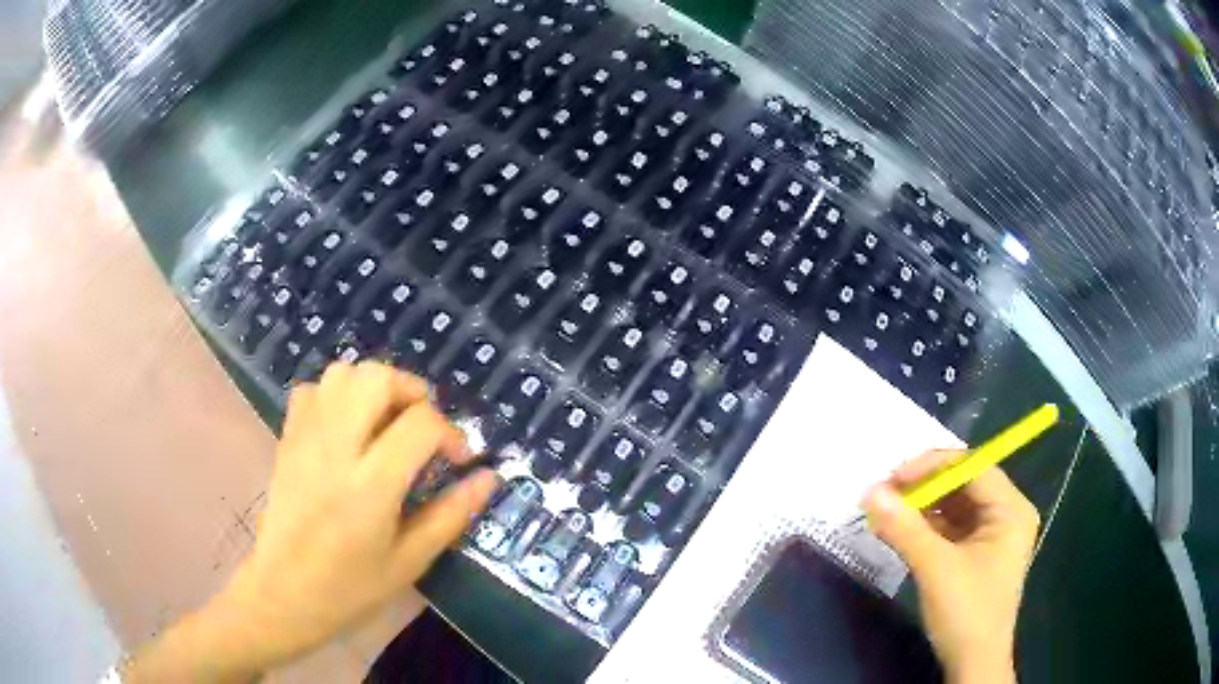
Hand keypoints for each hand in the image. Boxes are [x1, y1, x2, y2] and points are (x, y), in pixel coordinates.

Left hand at [124, 362, 497, 681]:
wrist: (271, 601)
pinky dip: (335, 394)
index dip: (450, 429)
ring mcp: (299, 441)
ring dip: (373, 385)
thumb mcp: (404, 566)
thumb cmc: (341, 595)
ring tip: (391, 422)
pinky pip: (309, 392)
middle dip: (411, 385)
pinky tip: (346, 428)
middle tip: (427, 423)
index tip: (463, 455)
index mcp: (363, 485)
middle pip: (371, 375)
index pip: (417, 422)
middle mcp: (328, 449)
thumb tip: (488, 478)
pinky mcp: (281, 443)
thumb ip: (446, 516)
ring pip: (337, 374)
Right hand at [862, 450, 1039, 683]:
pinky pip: (950, 528)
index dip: (933, 466)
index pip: (974, 468)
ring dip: (922, 507)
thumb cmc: (966, 612)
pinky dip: (926, 527)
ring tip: (888, 510)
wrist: (972, 664)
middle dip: (925, 487)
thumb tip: (870, 491)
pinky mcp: (976, 554)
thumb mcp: (935, 568)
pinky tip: (901, 530)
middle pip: (964, 484)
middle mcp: (1006, 514)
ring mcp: (992, 535)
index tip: (893, 477)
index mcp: (1011, 509)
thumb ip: (904, 528)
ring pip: (955, 506)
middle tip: (886, 493)